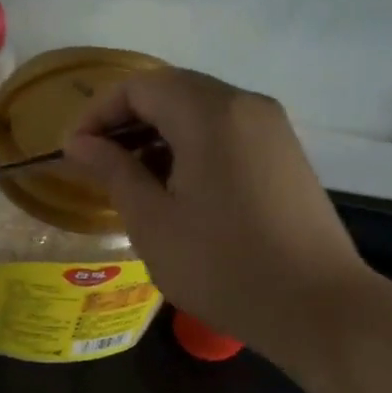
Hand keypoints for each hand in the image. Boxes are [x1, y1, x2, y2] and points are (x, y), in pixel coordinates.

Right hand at [64, 69, 375, 370]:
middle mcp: (246, 105)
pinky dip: (193, 147)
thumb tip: (80, 143)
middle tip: (99, 164)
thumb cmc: (222, 266)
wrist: (316, 307)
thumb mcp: (153, 222)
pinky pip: (228, 132)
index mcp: (211, 114)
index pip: (140, 85)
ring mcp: (273, 129)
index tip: (75, 152)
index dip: (98, 113)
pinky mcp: (286, 155)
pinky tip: (178, 189)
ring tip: (133, 180)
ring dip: (160, 134)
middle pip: (173, 90)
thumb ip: (113, 172)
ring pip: (202, 111)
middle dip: (127, 121)